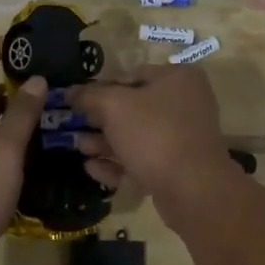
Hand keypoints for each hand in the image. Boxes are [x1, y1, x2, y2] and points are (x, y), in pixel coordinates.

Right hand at [68, 66, 238, 228]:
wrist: (193, 189)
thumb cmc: (154, 134)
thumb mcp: (115, 106)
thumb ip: (89, 96)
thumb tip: (71, 92)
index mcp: (177, 78)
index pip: (132, 75)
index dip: (102, 88)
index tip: (78, 102)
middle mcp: (185, 104)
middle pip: (134, 108)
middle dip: (101, 119)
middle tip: (74, 126)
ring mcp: (183, 139)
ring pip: (137, 137)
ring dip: (105, 142)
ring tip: (77, 146)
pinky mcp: (178, 169)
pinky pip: (143, 161)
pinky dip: (118, 164)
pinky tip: (91, 168)